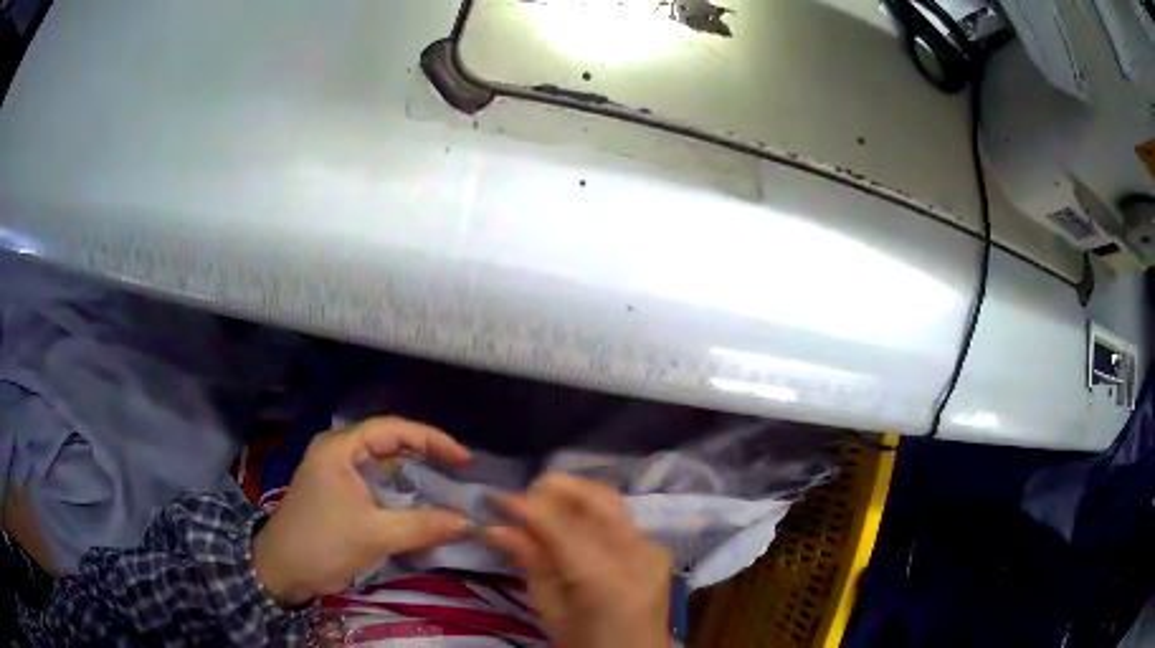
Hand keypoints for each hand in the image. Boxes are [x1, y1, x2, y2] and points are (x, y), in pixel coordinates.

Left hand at [253, 417, 471, 605]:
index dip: (431, 439)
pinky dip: (400, 493)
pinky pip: (376, 484)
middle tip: (457, 471)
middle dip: (425, 454)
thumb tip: (467, 523)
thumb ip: (422, 525)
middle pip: (389, 443)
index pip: (393, 429)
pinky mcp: (338, 494)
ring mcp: (336, 473)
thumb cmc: (323, 542)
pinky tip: (418, 506)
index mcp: (340, 448)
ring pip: (383, 465)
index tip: (463, 458)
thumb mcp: (374, 534)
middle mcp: (338, 452)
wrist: (282, 570)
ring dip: (413, 475)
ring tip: (445, 486)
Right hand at [486, 473, 672, 647]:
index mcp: (606, 579)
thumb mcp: (551, 610)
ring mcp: (653, 548)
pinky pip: (618, 516)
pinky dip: (588, 512)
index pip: (560, 525)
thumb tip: (497, 527)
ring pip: (609, 499)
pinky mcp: (657, 548)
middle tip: (520, 502)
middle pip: (595, 497)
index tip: (493, 498)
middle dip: (553, 489)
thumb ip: (531, 563)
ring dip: (571, 496)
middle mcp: (638, 553)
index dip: (524, 505)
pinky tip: (568, 524)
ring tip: (540, 509)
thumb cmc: (587, 645)